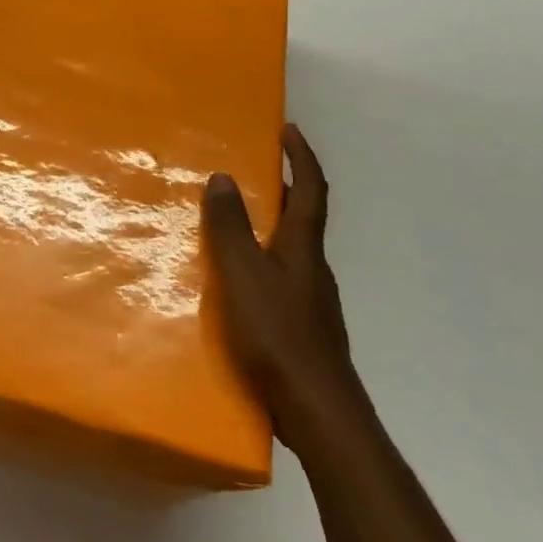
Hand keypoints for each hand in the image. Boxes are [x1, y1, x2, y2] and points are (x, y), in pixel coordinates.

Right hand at [203, 123, 365, 457]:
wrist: (318, 412)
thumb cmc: (279, 334)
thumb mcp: (244, 275)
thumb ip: (231, 228)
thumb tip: (224, 177)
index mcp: (303, 247)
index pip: (311, 189)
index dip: (302, 157)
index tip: (288, 129)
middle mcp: (313, 267)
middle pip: (304, 216)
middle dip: (283, 187)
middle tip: (251, 169)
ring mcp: (311, 299)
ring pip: (291, 248)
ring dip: (270, 225)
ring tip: (233, 219)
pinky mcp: (302, 326)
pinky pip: (281, 276)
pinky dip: (262, 260)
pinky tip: (237, 280)